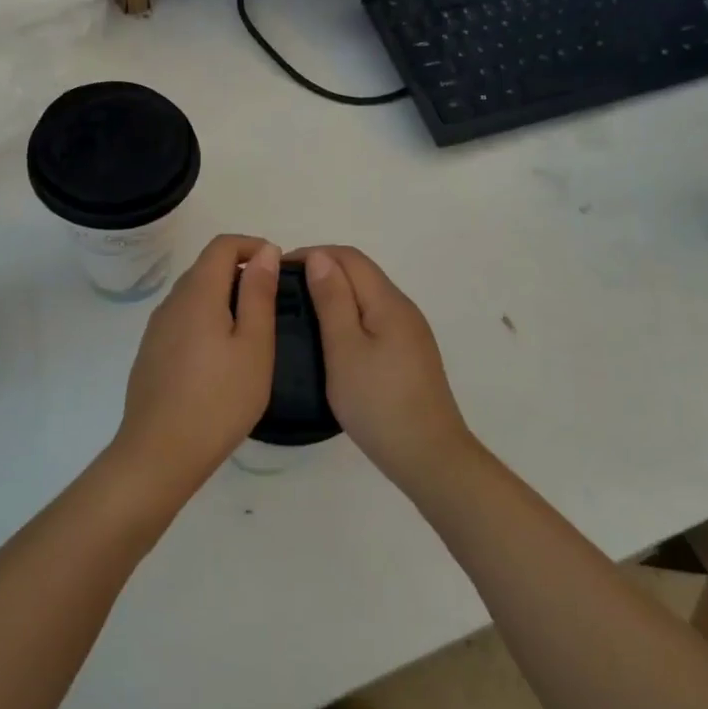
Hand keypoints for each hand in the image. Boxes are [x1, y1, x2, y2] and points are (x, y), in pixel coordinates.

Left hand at [114, 234, 279, 493]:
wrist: (160, 453)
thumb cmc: (219, 400)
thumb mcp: (254, 346)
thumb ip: (259, 294)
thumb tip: (264, 252)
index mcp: (198, 294)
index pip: (221, 246)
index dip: (251, 245)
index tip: (277, 267)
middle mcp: (171, 303)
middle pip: (205, 268)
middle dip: (239, 271)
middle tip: (271, 301)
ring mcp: (156, 329)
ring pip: (193, 295)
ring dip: (223, 297)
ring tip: (251, 331)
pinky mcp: (150, 353)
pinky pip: (182, 319)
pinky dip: (206, 319)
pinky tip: (221, 357)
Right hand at [298, 246, 473, 489]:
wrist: (428, 454)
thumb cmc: (378, 402)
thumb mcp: (344, 349)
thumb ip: (333, 300)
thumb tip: (320, 257)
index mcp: (388, 302)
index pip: (350, 257)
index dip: (314, 254)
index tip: (279, 271)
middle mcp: (404, 308)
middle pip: (362, 273)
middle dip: (323, 271)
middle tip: (285, 292)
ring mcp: (410, 333)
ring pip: (368, 297)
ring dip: (336, 294)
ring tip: (302, 313)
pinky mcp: (410, 354)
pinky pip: (375, 319)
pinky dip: (350, 316)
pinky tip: (332, 339)